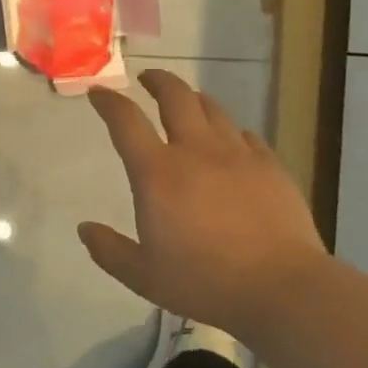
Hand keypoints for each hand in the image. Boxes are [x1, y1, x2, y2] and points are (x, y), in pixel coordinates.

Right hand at [79, 69, 327, 340]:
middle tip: (147, 79)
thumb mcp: (143, 276)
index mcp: (158, 172)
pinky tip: (231, 140)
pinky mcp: (270, 166)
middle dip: (157, 81)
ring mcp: (238, 154)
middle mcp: (196, 151)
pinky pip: (246, 135)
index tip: (98, 93)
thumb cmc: (205, 281)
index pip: (125, 121)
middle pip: (175, 96)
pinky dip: (231, 130)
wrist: (282, 288)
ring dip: (194, 99)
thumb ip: (109, 250)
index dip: (108, 102)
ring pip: (213, 109)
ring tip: (187, 101)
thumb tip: (85, 229)